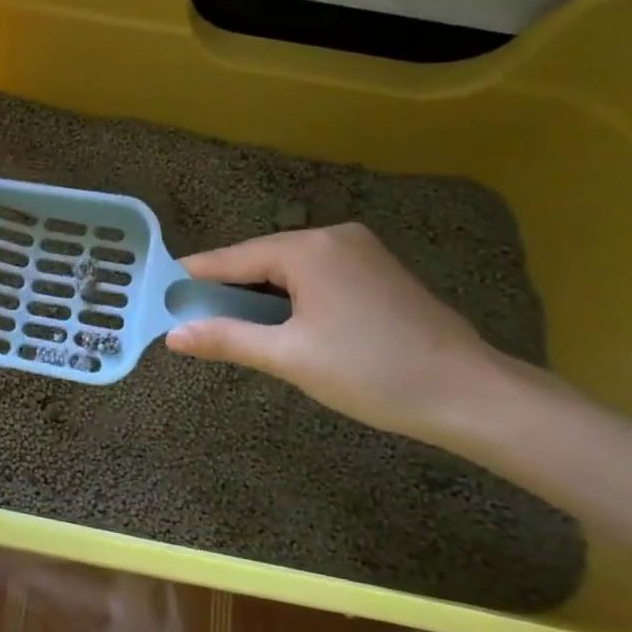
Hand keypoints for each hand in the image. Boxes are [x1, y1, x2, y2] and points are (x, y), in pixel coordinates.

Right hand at [164, 223, 521, 443]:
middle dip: (228, 287)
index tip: (160, 288)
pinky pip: (316, 274)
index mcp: (308, 249)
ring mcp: (360, 250)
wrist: (470, 394)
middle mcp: (332, 236)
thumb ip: (227, 339)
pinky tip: (281, 319)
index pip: (233, 257)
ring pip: (289, 267)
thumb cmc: (372, 372)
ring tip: (230, 321)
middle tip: (193, 315)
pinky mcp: (377, 269)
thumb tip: (172, 335)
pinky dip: (291, 294)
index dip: (195, 276)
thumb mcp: (290, 357)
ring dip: (260, 293)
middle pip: (261, 259)